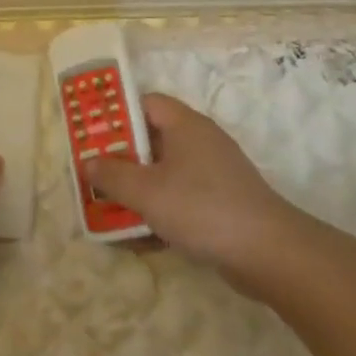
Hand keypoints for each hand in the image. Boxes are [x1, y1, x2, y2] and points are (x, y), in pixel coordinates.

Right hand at [84, 94, 300, 287]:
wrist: (267, 252)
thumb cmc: (201, 207)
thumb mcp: (146, 191)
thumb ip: (112, 175)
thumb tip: (89, 163)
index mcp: (184, 125)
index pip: (145, 103)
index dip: (116, 115)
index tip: (91, 135)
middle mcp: (199, 142)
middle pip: (151, 141)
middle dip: (120, 160)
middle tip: (93, 177)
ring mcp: (212, 174)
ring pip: (164, 174)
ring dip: (137, 192)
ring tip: (108, 212)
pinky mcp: (219, 204)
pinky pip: (179, 200)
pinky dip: (159, 213)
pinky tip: (138, 239)